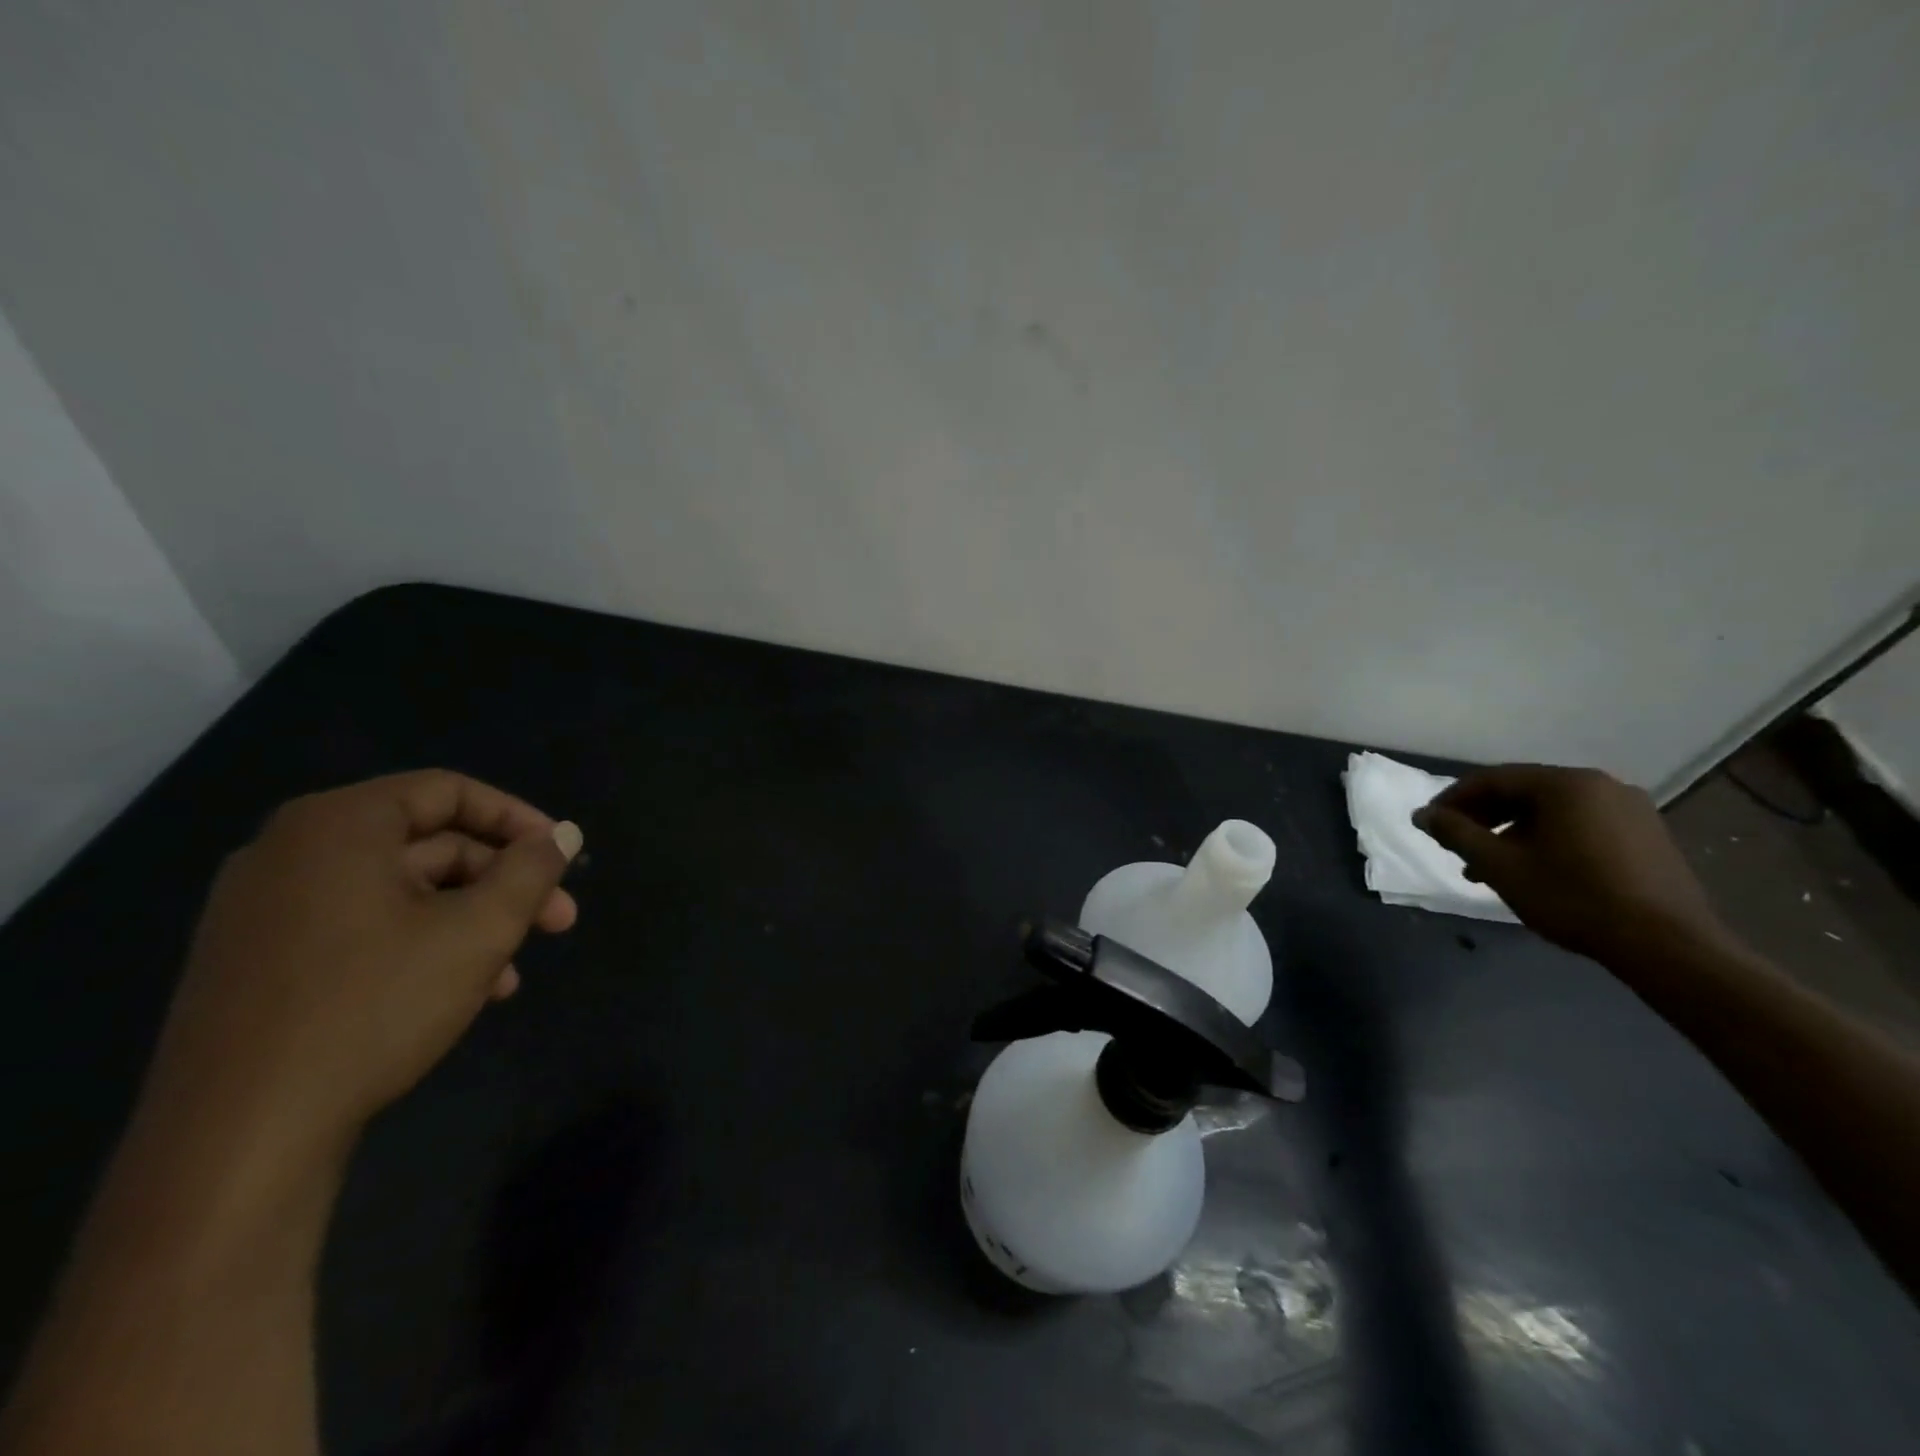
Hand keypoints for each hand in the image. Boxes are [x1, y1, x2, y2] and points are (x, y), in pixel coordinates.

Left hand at [140, 771, 582, 1164]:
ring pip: (400, 893)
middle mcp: (290, 853)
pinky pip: (360, 928)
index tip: (562, 857)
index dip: (518, 819)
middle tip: (558, 921)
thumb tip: (564, 834)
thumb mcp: (479, 931)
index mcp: (338, 826)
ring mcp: (264, 910)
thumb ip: (531, 871)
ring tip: (512, 972)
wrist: (237, 1137)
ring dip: (469, 921)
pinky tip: (461, 992)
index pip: (449, 791)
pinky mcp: (256, 962)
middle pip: (428, 845)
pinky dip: (419, 945)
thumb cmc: (374, 1007)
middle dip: (502, 882)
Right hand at [1413, 764, 1728, 963]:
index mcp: (1565, 784)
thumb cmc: (1572, 897)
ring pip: (1552, 811)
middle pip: (1524, 792)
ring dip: (1513, 832)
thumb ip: (1456, 834)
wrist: (1667, 945)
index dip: (1453, 799)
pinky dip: (1547, 839)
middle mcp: (1600, 785)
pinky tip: (1534, 869)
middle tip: (1456, 844)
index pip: (1492, 779)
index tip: (1430, 824)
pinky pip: (1581, 825)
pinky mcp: (1647, 836)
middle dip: (1483, 817)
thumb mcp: (1499, 866)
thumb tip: (1422, 814)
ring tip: (1490, 865)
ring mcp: (1630, 810)